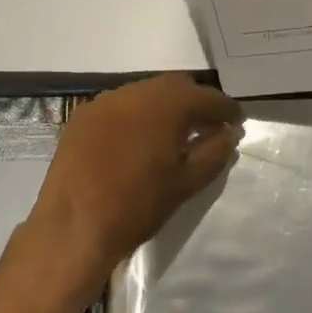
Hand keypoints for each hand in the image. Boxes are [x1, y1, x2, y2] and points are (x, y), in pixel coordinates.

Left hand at [28, 74, 242, 293]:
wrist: (74, 226)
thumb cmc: (138, 206)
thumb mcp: (187, 183)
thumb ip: (214, 153)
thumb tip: (228, 134)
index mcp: (166, 104)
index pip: (207, 97)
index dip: (226, 110)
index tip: (236, 123)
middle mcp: (135, 91)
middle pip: (175, 86)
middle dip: (195, 102)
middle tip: (207, 127)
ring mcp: (104, 101)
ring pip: (145, 93)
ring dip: (164, 107)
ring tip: (173, 134)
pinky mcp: (82, 116)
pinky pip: (119, 106)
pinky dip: (136, 115)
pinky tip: (138, 139)